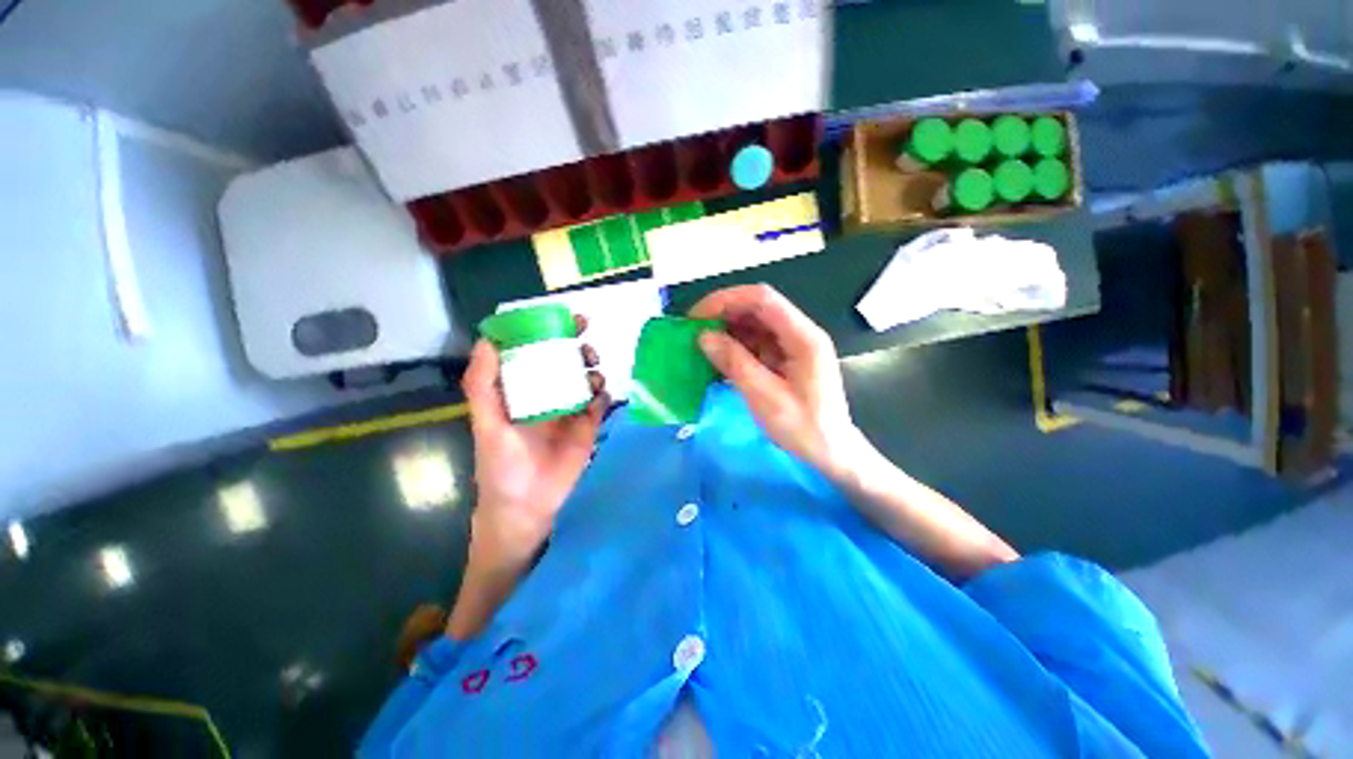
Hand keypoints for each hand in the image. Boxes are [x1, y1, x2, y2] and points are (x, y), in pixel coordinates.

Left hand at [460, 316, 607, 564]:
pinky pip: (601, 403)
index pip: (537, 352)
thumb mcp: (486, 422)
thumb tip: (488, 339)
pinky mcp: (589, 426)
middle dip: (578, 346)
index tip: (565, 318)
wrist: (527, 505)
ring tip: (592, 373)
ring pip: (587, 378)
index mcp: (522, 389)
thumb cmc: (501, 463)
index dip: (550, 331)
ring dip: (593, 369)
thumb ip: (483, 383)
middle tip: (586, 342)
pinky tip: (598, 397)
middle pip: (567, 361)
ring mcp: (571, 409)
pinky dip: (603, 394)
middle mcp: (548, 394)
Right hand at [690, 285, 867, 481]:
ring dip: (725, 332)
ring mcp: (791, 346)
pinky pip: (754, 344)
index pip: (762, 300)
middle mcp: (798, 334)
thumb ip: (735, 363)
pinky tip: (715, 360)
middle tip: (692, 332)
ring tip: (698, 346)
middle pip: (757, 308)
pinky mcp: (784, 359)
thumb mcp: (766, 398)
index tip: (696, 317)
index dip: (726, 301)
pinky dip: (733, 348)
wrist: (831, 452)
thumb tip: (704, 337)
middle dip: (722, 315)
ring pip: (753, 325)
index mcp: (803, 337)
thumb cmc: (804, 428)